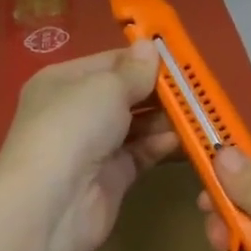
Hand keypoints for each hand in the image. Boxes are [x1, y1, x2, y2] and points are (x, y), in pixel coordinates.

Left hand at [0, 43, 178, 250]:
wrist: (52, 203)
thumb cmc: (73, 128)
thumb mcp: (106, 87)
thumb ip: (134, 71)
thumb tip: (150, 47)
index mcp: (63, 81)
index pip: (110, 62)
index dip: (143, 59)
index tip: (180, 58)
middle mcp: (76, 112)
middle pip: (125, 94)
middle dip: (159, 91)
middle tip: (197, 88)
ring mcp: (94, 146)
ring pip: (137, 125)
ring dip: (165, 118)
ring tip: (197, 112)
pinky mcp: (111, 177)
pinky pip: (141, 153)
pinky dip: (160, 145)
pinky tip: (183, 139)